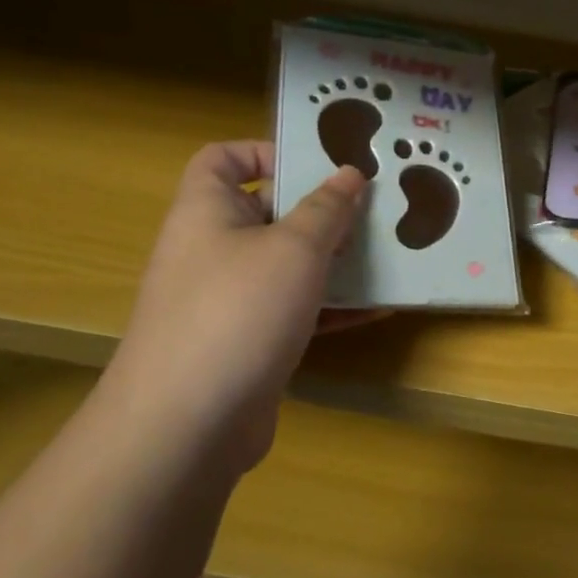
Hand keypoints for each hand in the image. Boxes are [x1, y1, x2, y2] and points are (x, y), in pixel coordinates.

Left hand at [100, 141, 369, 468]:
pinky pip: (296, 310)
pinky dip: (333, 307)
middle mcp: (213, 250)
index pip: (222, 159)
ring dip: (336, 260)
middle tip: (375, 208)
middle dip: (322, 210)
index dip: (266, 151)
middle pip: (267, 212)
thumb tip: (349, 173)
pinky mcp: (250, 343)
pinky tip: (380, 307)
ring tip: (390, 253)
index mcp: (206, 212)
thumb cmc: (238, 312)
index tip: (319, 164)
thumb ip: (326, 208)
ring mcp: (230, 301)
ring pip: (289, 265)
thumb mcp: (294, 248)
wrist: (187, 426)